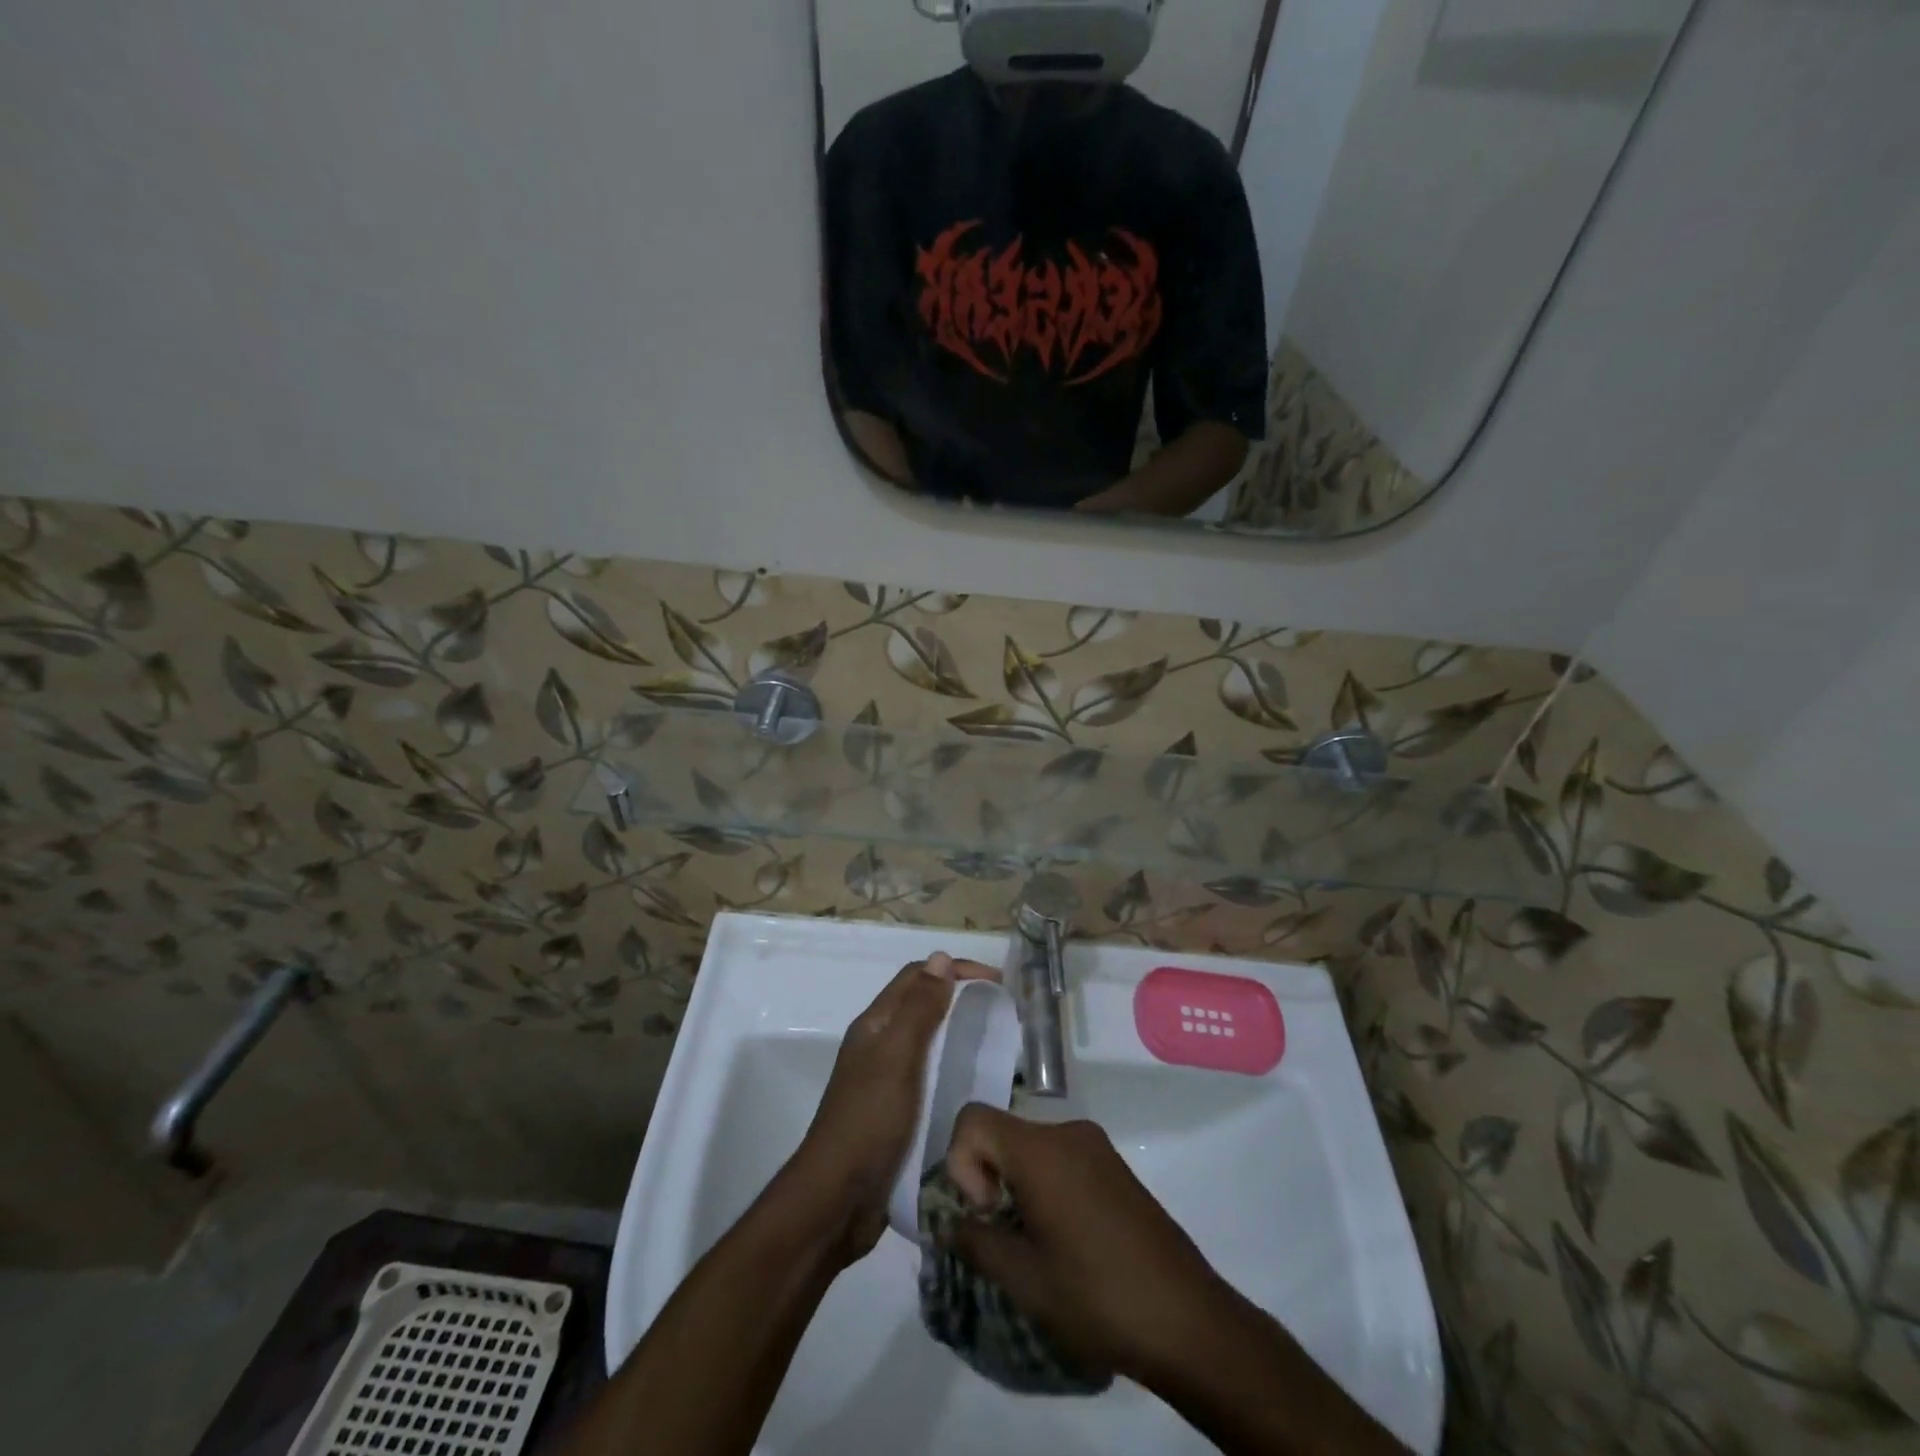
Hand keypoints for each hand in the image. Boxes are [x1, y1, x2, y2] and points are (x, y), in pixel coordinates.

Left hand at [785, 953, 999, 1265]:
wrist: (838, 1200)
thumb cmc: (869, 1120)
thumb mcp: (897, 1057)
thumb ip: (919, 1009)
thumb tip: (940, 958)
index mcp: (876, 1024)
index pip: (917, 977)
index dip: (955, 970)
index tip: (997, 983)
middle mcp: (880, 1045)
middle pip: (923, 1006)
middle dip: (961, 998)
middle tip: (1002, 1012)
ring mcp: (887, 1080)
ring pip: (929, 1042)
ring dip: (960, 1034)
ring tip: (998, 1046)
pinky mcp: (898, 1113)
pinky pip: (932, 1077)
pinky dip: (955, 1070)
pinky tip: (978, 1087)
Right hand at [940, 1105, 1232, 1384]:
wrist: (1188, 1320)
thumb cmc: (1097, 1296)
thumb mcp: (1024, 1279)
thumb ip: (976, 1241)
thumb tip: (949, 1222)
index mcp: (1041, 1149)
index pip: (973, 1118)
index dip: (961, 1163)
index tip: (986, 1213)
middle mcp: (1067, 1132)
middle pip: (1003, 1133)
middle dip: (988, 1179)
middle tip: (1004, 1238)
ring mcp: (1096, 1147)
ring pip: (1031, 1148)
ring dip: (1017, 1187)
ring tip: (1034, 1247)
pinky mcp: (1114, 1167)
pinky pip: (1060, 1159)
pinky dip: (1045, 1187)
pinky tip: (1065, 1242)